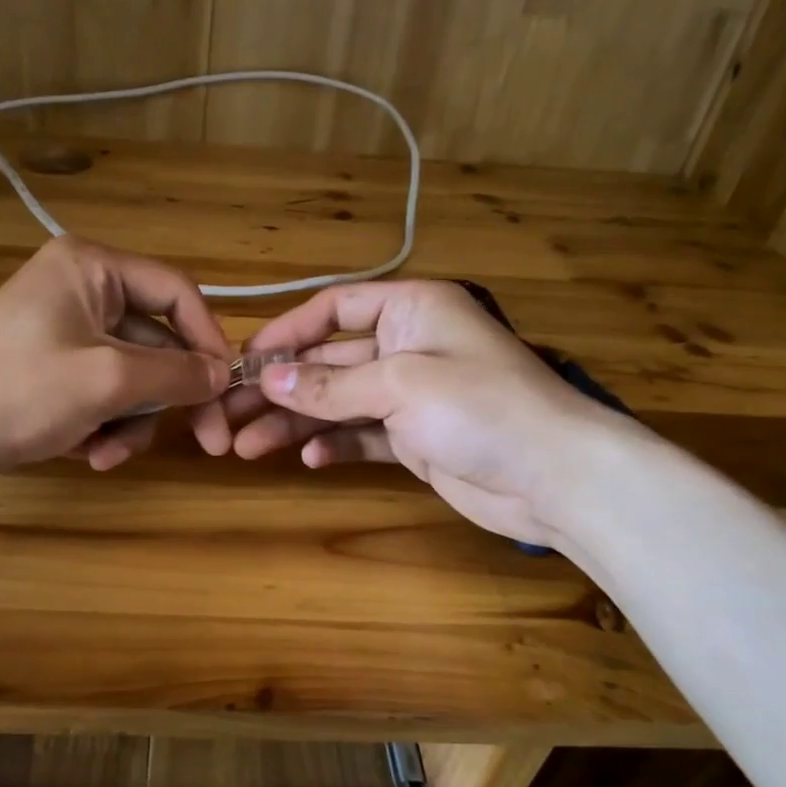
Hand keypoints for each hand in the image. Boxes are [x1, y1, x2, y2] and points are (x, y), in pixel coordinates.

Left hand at [0, 237, 231, 478]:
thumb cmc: (19, 389)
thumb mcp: (108, 379)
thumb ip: (176, 374)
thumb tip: (221, 375)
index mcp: (94, 267)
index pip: (177, 292)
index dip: (208, 340)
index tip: (225, 389)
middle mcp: (84, 289)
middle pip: (158, 342)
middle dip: (168, 398)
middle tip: (209, 443)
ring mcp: (68, 331)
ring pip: (133, 376)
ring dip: (132, 420)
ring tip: (107, 454)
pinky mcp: (55, 369)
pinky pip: (103, 392)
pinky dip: (104, 424)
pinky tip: (87, 453)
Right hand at [220, 280, 627, 548]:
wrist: (557, 477)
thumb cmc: (480, 407)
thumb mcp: (399, 385)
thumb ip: (330, 385)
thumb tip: (269, 380)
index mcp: (410, 309)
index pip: (333, 309)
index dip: (286, 332)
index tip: (245, 361)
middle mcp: (406, 345)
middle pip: (328, 360)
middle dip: (281, 388)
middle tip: (229, 413)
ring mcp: (411, 396)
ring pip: (338, 402)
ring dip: (296, 422)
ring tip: (247, 446)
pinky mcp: (415, 439)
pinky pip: (362, 436)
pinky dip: (335, 445)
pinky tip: (308, 460)